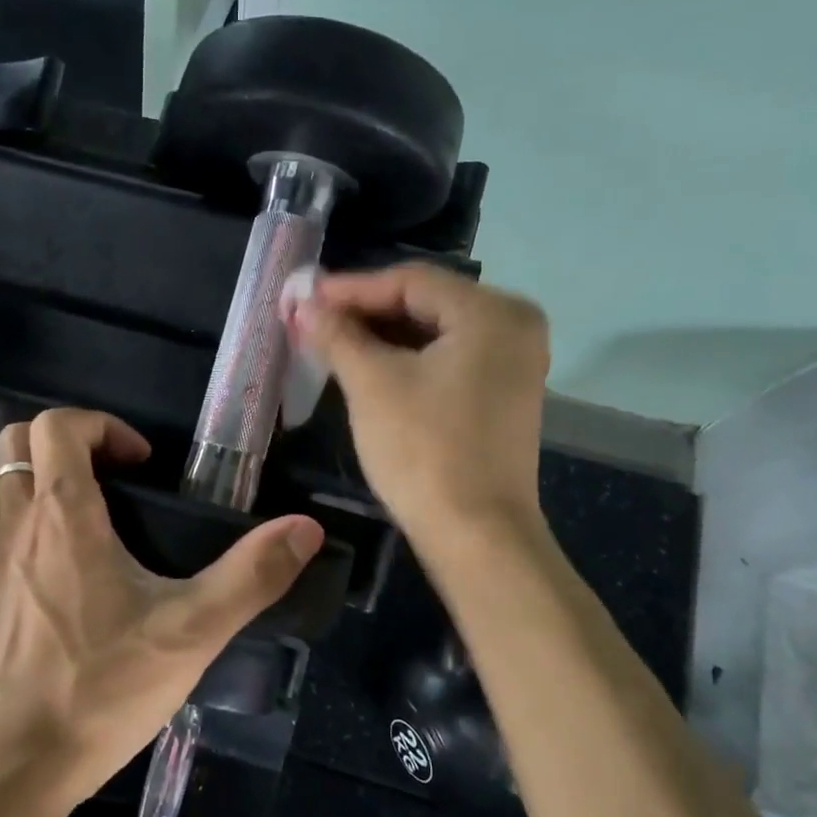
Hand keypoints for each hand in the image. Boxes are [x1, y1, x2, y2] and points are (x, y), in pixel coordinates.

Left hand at [0, 409, 323, 803]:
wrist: (16, 765)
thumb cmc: (101, 689)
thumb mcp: (191, 632)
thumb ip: (251, 576)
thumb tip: (305, 528)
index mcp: (62, 516)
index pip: (56, 426)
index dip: (102, 426)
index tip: (143, 464)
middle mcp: (19, 527)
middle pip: (16, 439)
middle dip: (68, 440)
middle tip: (117, 476)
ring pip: (1, 481)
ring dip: (41, 473)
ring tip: (96, 509)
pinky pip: (1, 527)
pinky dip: (31, 517)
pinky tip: (75, 567)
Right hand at [293, 264, 550, 544]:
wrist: (476, 536)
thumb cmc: (424, 450)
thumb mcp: (372, 384)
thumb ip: (336, 334)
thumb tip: (303, 303)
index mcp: (492, 312)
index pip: (410, 280)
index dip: (350, 287)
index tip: (302, 296)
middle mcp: (514, 326)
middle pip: (425, 302)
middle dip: (364, 311)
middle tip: (311, 317)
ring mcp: (514, 363)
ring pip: (435, 332)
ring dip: (382, 336)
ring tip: (330, 340)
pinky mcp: (503, 395)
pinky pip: (448, 359)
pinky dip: (407, 359)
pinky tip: (367, 365)